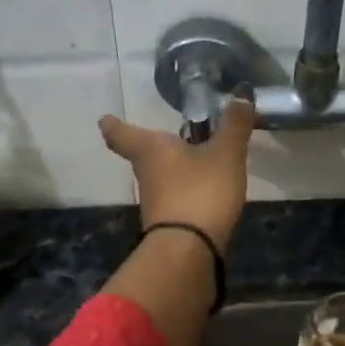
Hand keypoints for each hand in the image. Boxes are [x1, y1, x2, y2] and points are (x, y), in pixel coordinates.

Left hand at [97, 98, 253, 249]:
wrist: (189, 250)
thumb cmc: (201, 190)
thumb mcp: (226, 154)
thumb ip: (234, 126)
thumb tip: (240, 95)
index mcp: (151, 150)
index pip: (121, 134)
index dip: (114, 125)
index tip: (105, 119)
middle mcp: (146, 174)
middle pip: (143, 156)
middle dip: (154, 147)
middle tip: (170, 137)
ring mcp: (154, 202)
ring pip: (159, 178)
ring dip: (173, 170)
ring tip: (196, 161)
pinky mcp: (167, 224)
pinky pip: (174, 199)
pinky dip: (185, 192)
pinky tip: (204, 191)